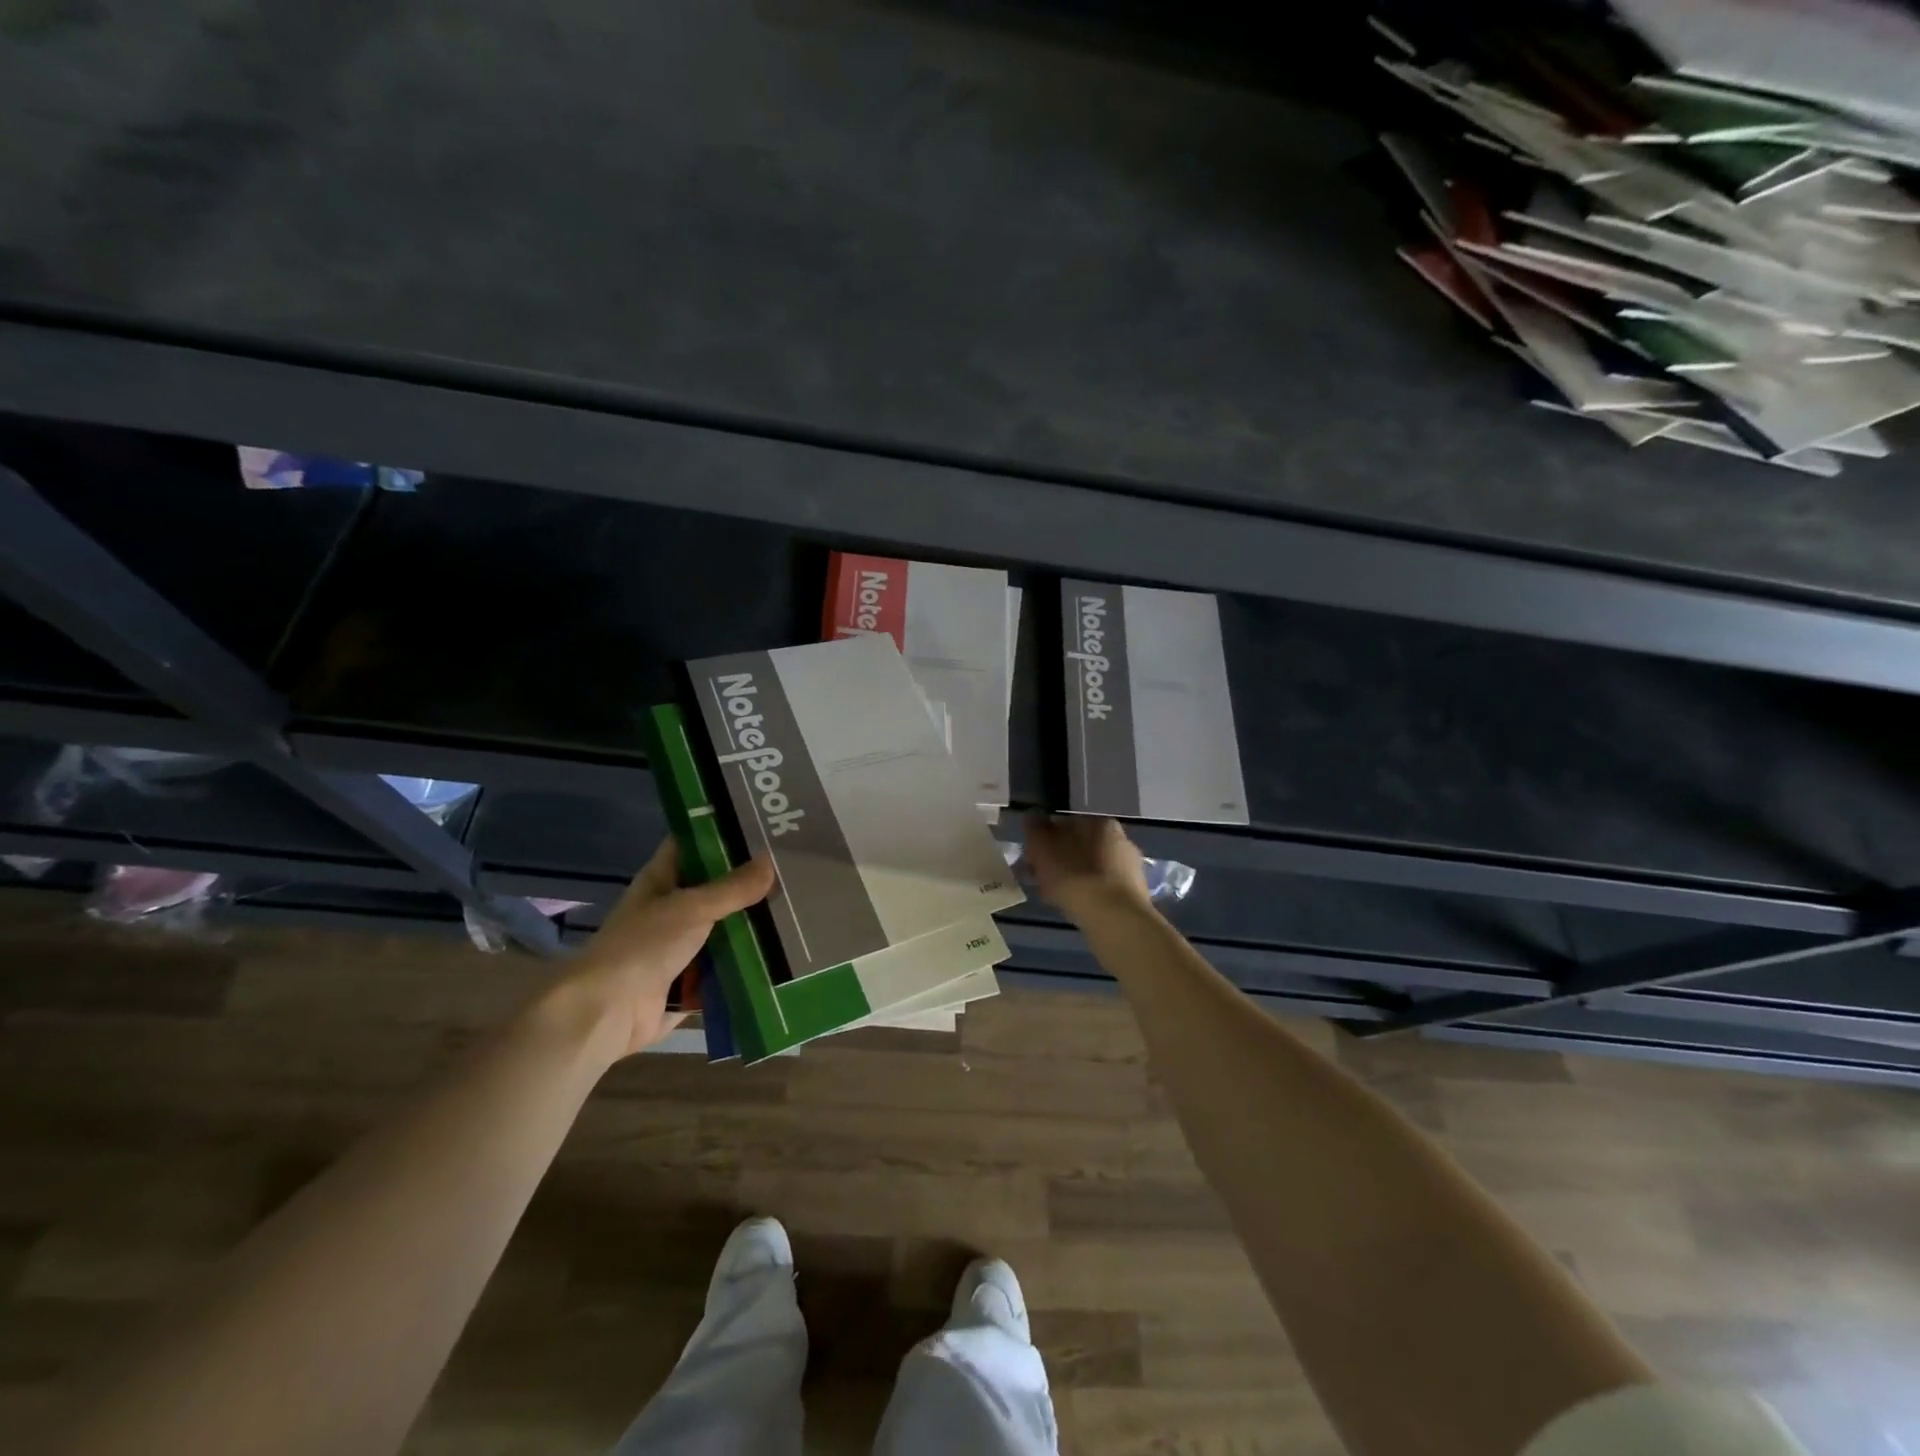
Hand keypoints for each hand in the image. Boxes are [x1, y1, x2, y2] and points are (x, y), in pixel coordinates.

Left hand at [556, 840, 775, 1058]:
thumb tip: (771, 862)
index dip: (723, 832)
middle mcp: (671, 909)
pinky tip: (785, 956)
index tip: (762, 824)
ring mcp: (680, 947)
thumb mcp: (691, 908)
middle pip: (716, 889)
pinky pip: (725, 968)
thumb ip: (733, 888)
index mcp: (662, 880)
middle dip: (750, 884)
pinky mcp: (690, 982)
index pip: (694, 845)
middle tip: (796, 870)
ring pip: (724, 930)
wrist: (606, 1013)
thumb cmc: (642, 946)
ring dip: (753, 927)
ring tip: (801, 911)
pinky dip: (748, 966)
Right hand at [1023, 813, 1151, 921]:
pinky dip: (1090, 896)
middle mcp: (1121, 839)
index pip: (1066, 824)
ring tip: (1057, 897)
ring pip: (1093, 869)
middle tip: (1042, 879)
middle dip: (1062, 860)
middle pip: (1081, 847)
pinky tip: (1078, 908)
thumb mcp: (1043, 849)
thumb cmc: (1074, 877)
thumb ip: (1035, 829)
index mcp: (1099, 822)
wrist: (1114, 919)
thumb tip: (1033, 816)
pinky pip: (1104, 890)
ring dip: (1076, 878)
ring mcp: (1131, 868)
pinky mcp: (1135, 894)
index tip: (1033, 858)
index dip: (1046, 840)